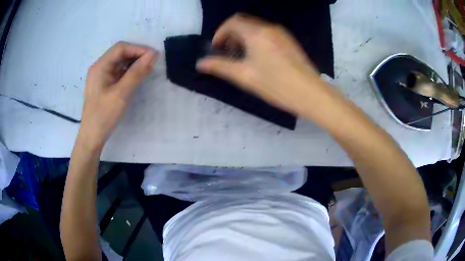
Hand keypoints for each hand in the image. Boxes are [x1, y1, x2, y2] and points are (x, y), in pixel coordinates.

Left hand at [79, 42, 157, 150]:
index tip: (153, 56)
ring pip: (120, 62)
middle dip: (137, 55)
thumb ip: (136, 73)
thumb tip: (153, 55)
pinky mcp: (105, 83)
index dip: (138, 48)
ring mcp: (102, 75)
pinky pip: (119, 72)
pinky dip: (129, 72)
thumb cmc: (104, 116)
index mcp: (100, 66)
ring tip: (147, 70)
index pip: (121, 48)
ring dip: (134, 63)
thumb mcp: (121, 93)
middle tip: (152, 63)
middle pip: (120, 53)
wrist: (92, 136)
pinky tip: (137, 77)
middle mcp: (100, 67)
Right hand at [196, 15, 336, 120]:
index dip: (220, 33)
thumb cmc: (276, 85)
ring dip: (243, 37)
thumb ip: (220, 66)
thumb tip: (200, 63)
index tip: (217, 48)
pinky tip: (259, 57)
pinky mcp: (289, 41)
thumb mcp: (244, 76)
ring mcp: (282, 33)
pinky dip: (256, 39)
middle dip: (231, 34)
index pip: (232, 22)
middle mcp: (269, 28)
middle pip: (244, 22)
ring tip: (242, 57)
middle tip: (227, 53)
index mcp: (257, 33)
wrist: (311, 93)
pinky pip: (267, 33)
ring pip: (256, 27)